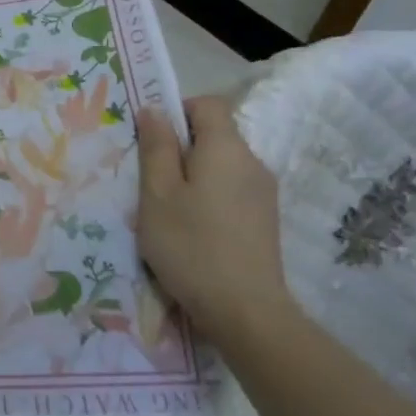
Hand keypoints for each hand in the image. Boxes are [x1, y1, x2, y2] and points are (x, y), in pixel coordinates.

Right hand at [136, 96, 289, 342]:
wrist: (246, 311)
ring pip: (222, 166)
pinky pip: (232, 191)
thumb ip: (156, 147)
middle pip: (215, 135)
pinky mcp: (265, 220)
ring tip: (168, 210)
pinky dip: (210, 198)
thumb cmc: (191, 245)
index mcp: (226, 148)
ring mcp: (263, 193)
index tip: (152, 138)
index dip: (177, 111)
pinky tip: (193, 230)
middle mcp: (252, 162)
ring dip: (194, 176)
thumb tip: (154, 109)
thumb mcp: (157, 194)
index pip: (207, 104)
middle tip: (150, 180)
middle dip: (181, 148)